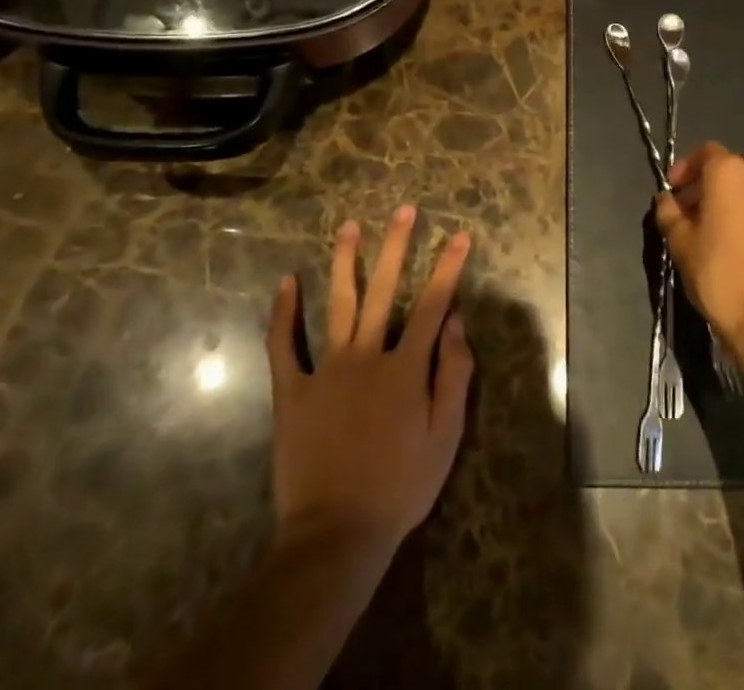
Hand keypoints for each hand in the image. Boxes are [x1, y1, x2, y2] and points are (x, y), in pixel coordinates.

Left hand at [266, 206, 473, 561]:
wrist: (335, 534)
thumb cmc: (399, 487)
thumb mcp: (445, 438)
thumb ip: (454, 376)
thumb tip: (457, 323)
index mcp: (405, 367)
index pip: (433, 305)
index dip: (449, 268)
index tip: (460, 235)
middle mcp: (366, 355)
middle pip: (384, 289)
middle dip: (396, 246)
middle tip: (403, 209)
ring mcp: (326, 369)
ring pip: (338, 303)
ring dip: (344, 261)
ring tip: (348, 226)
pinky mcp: (292, 390)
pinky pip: (284, 345)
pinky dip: (284, 313)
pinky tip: (287, 282)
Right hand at [656, 142, 743, 349]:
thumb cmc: (719, 272)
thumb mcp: (680, 241)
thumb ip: (669, 212)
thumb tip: (666, 199)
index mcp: (730, 171)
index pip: (705, 152)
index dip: (685, 168)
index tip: (672, 190)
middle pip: (726, 169)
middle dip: (703, 185)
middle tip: (684, 212)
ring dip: (723, 200)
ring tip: (705, 229)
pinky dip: (742, 213)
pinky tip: (729, 242)